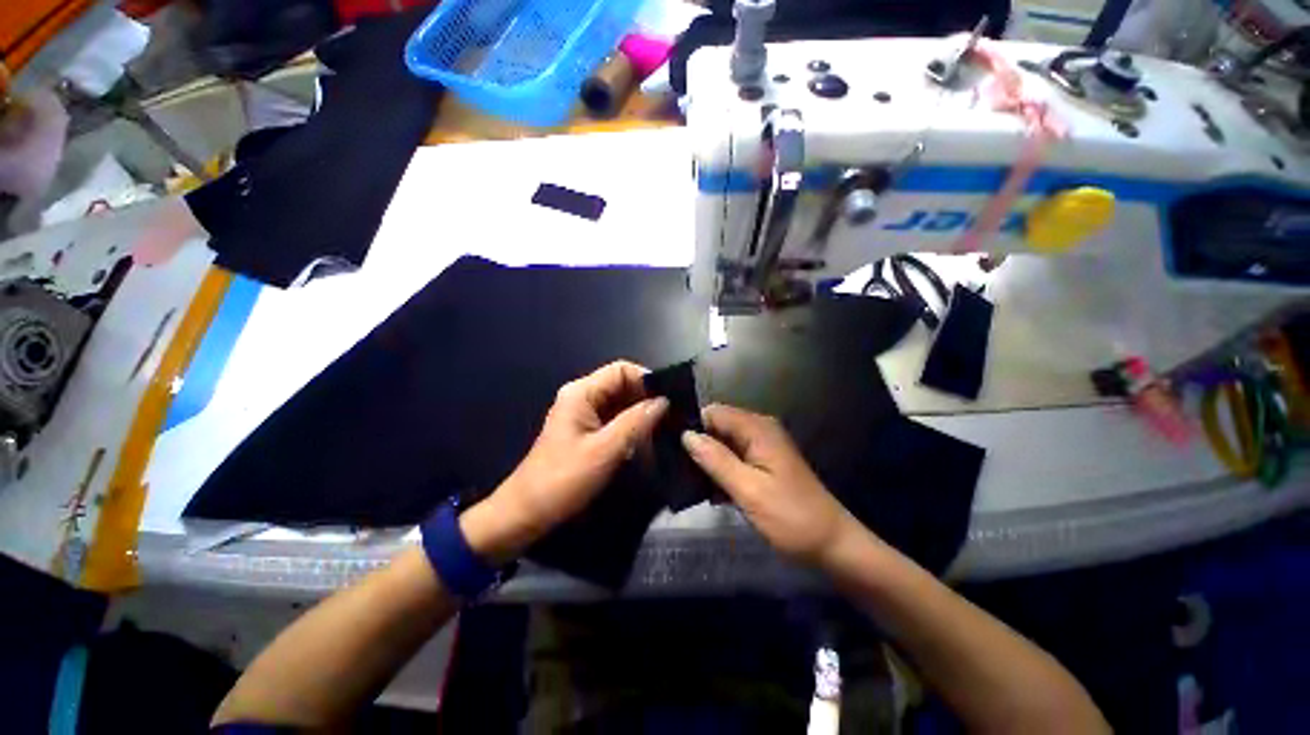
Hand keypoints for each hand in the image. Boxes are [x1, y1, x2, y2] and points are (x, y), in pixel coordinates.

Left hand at [461, 361, 667, 563]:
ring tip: (666, 427)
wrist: (527, 513)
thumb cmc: (563, 479)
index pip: (621, 370)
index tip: (670, 399)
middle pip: (622, 385)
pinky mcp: (588, 432)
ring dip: (642, 414)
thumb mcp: (604, 450)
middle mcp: (583, 397)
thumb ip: (636, 422)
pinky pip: (616, 420)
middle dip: (647, 398)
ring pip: (621, 404)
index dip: (646, 380)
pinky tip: (648, 439)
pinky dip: (632, 426)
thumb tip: (664, 401)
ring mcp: (585, 415)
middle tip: (673, 415)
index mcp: (582, 393)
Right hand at [682, 404, 852, 565]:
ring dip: (708, 462)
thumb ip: (715, 460)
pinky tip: (710, 493)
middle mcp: (759, 430)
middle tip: (679, 471)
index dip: (693, 427)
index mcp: (757, 428)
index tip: (673, 449)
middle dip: (699, 446)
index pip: (713, 412)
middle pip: (717, 426)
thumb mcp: (748, 490)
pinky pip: (734, 458)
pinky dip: (721, 471)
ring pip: (723, 444)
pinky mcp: (763, 463)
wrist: (832, 545)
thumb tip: (686, 435)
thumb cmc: (791, 518)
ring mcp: (762, 447)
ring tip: (690, 483)